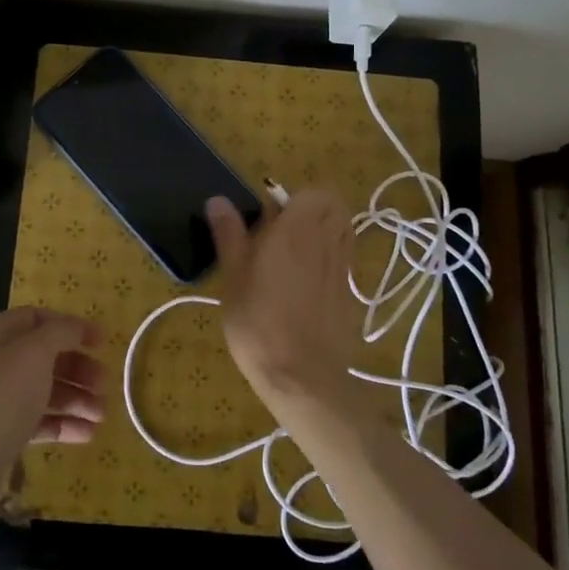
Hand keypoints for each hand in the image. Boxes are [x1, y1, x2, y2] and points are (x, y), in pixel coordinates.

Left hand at [0, 308, 105, 473]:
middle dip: (77, 369)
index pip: (36, 318)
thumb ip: (61, 333)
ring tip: (102, 416)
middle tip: (105, 385)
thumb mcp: (34, 354)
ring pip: (39, 391)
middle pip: (41, 357)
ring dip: (74, 400)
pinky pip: (33, 421)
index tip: (103, 343)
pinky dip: (60, 424)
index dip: (72, 327)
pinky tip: (86, 435)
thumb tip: (76, 327)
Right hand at [205, 191, 361, 413]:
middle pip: (334, 208)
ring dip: (323, 232)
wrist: (302, 376)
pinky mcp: (350, 293)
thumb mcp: (233, 277)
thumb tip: (218, 199)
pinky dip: (329, 259)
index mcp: (296, 230)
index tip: (269, 217)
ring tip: (294, 254)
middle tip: (283, 231)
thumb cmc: (258, 323)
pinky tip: (305, 285)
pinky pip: (343, 260)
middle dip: (313, 210)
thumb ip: (229, 234)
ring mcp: (342, 268)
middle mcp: (326, 241)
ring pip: (342, 232)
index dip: (292, 199)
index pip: (312, 193)